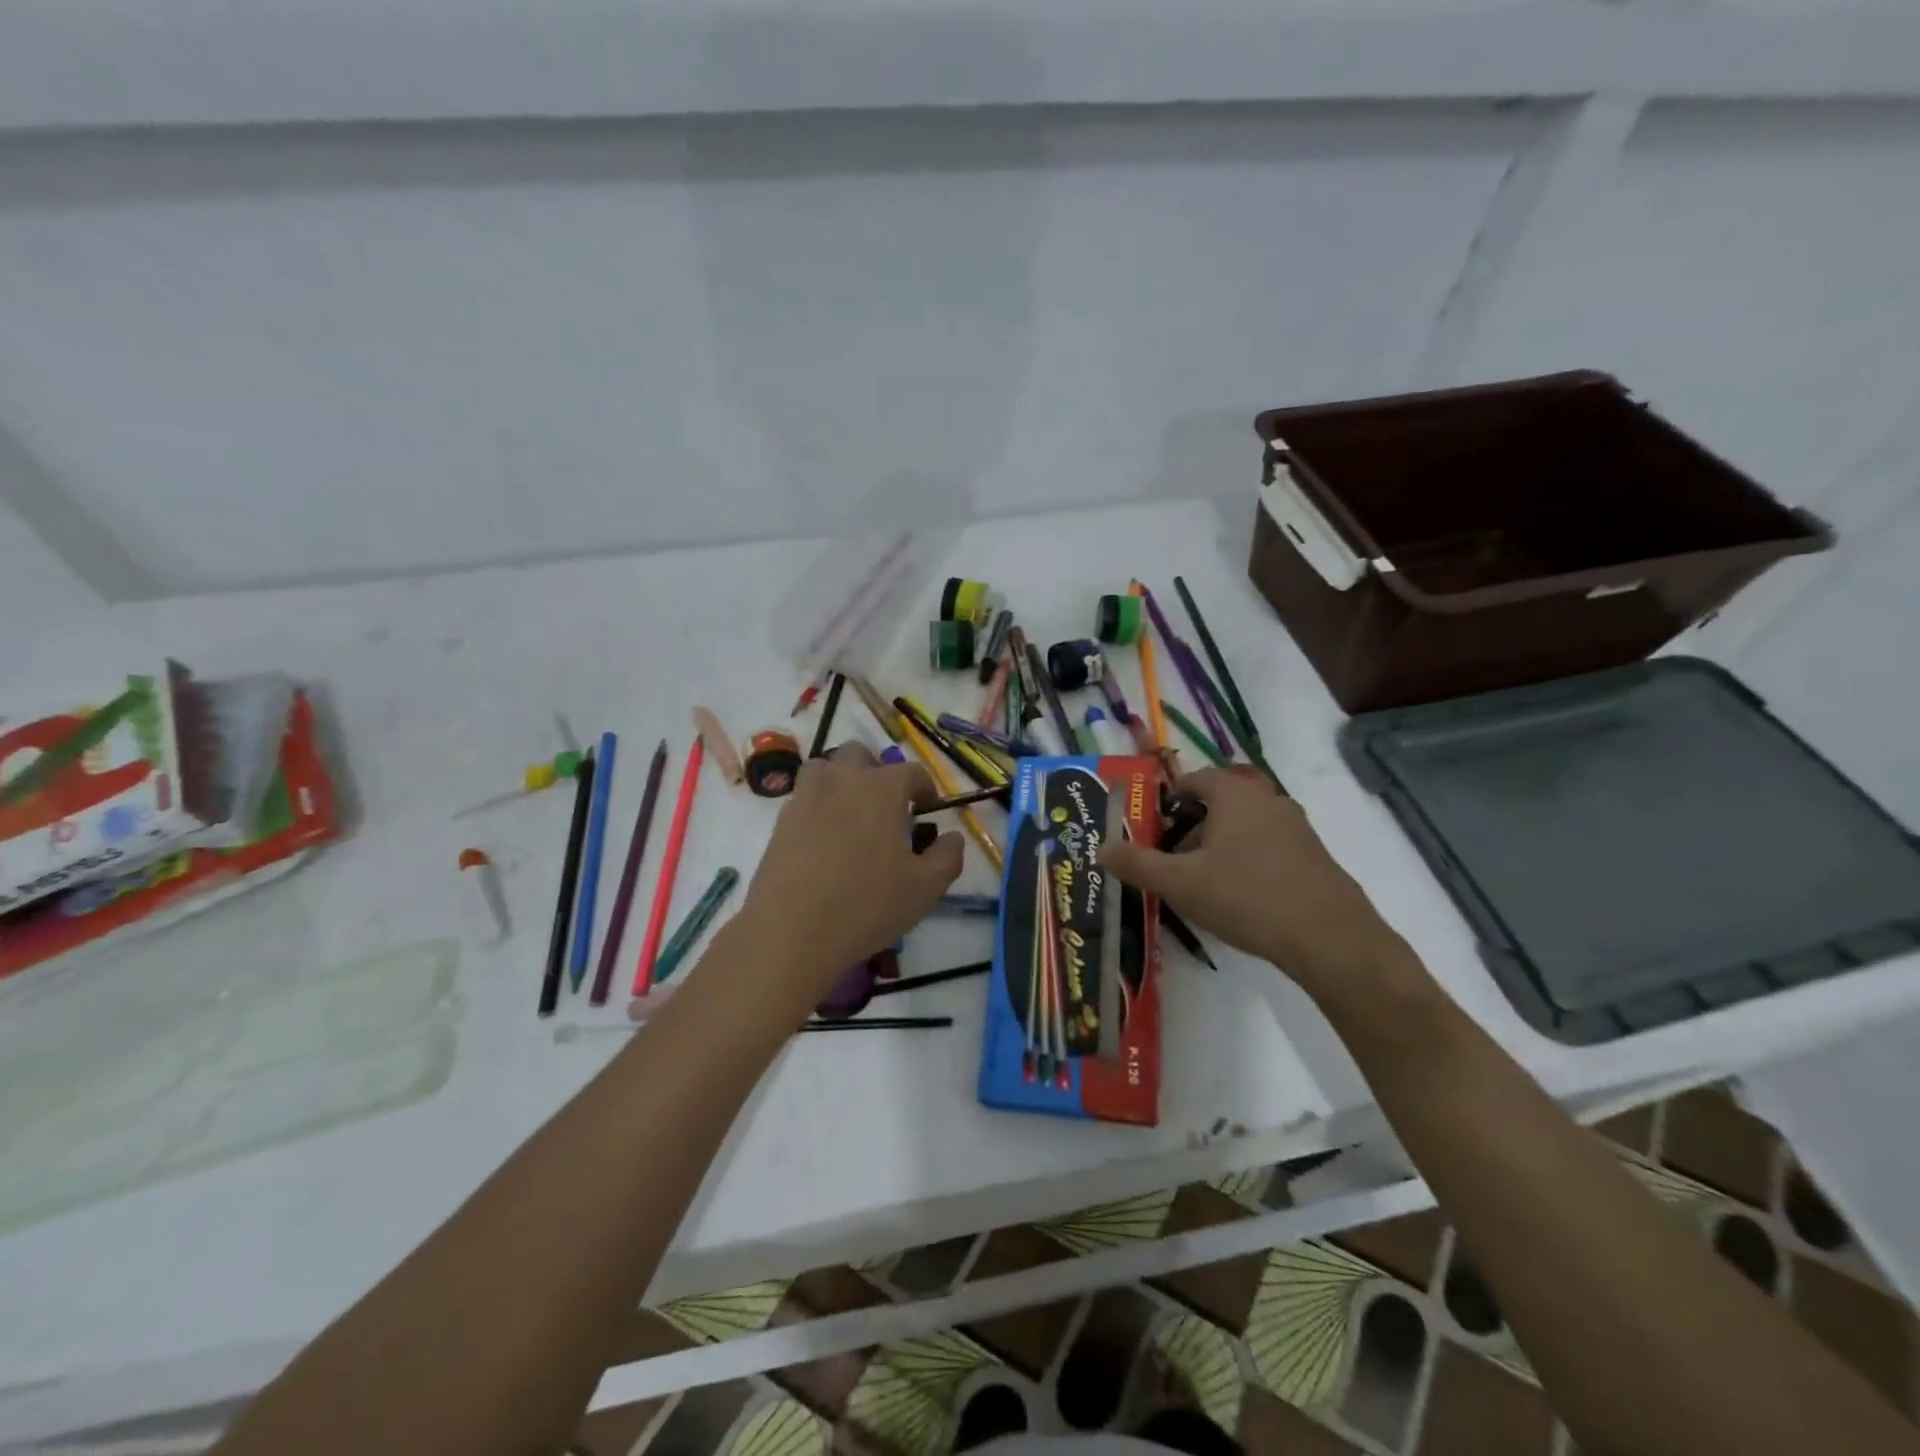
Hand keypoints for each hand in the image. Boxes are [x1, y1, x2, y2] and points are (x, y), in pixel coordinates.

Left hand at [733, 743, 963, 1021]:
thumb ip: (948, 856)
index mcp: (881, 788)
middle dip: (878, 773)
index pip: (911, 771)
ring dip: (842, 780)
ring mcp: (806, 797)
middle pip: (861, 755)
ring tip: (851, 813)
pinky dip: (818, 806)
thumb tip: (951, 837)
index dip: (925, 788)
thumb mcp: (926, 888)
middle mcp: (842, 780)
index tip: (928, 810)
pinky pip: (804, 797)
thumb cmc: (867, 905)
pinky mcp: (781, 821)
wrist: (791, 931)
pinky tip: (825, 839)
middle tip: (888, 807)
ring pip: (825, 768)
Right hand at [1101, 768, 1400, 995]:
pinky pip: (1268, 848)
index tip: (1151, 826)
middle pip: (1220, 804)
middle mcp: (1269, 800)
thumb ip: (1137, 863)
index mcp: (1236, 794)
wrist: (1329, 938)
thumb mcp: (1180, 882)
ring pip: (1244, 828)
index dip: (1170, 799)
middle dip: (1191, 828)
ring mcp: (1297, 828)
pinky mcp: (1314, 857)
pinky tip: (1239, 899)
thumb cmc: (1246, 896)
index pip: (1196, 779)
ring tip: (1201, 884)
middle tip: (1171, 860)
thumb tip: (1101, 848)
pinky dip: (1247, 862)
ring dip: (1218, 847)